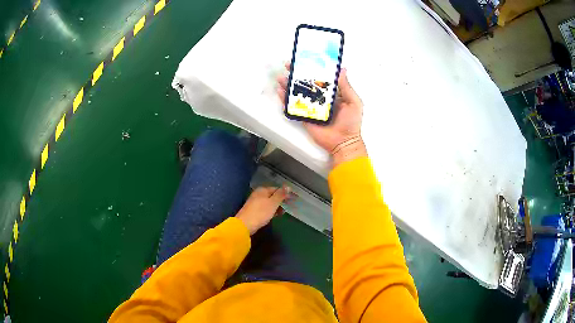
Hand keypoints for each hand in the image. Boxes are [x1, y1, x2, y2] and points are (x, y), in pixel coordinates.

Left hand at [236, 186, 289, 234]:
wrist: (245, 224)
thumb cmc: (261, 212)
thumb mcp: (273, 203)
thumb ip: (281, 195)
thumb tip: (288, 186)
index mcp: (262, 190)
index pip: (276, 189)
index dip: (285, 194)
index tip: (292, 199)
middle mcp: (258, 194)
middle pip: (272, 196)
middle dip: (280, 201)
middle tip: (288, 206)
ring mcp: (255, 203)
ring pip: (269, 203)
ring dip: (276, 207)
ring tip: (282, 213)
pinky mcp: (254, 211)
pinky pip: (265, 209)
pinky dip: (271, 211)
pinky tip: (274, 215)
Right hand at [276, 64, 366, 166]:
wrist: (343, 142)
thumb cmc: (351, 122)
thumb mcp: (353, 102)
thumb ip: (346, 87)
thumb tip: (342, 69)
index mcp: (331, 93)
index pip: (320, 78)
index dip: (312, 69)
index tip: (304, 60)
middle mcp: (320, 98)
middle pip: (306, 83)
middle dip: (296, 74)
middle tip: (288, 66)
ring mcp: (311, 107)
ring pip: (298, 93)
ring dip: (288, 85)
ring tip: (281, 77)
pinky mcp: (304, 116)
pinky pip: (294, 107)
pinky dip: (285, 100)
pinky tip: (280, 91)